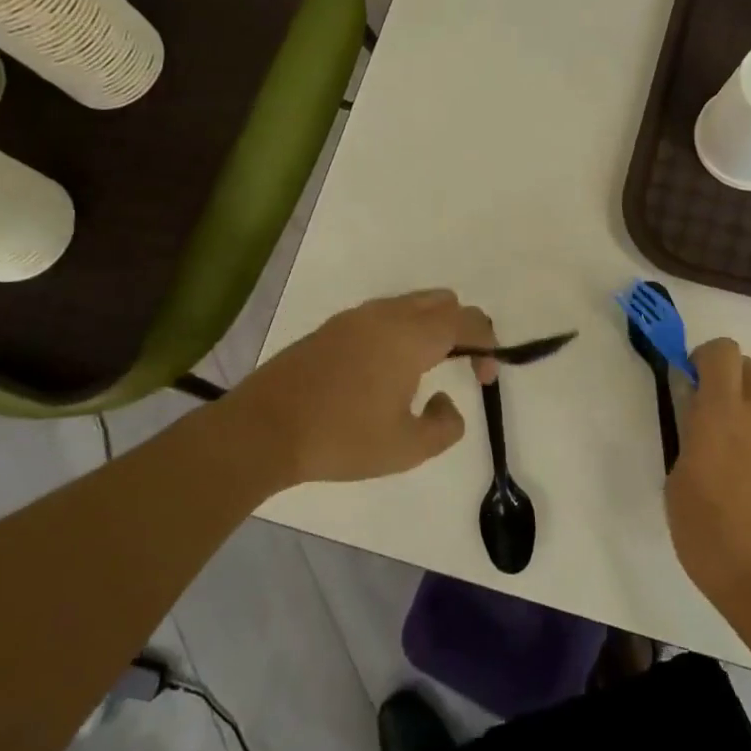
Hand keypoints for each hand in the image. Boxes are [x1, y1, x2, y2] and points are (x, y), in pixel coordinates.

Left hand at [227, 289, 496, 489]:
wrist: (263, 430)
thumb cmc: (342, 438)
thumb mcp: (408, 448)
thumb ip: (446, 426)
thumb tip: (446, 402)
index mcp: (412, 337)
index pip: (467, 321)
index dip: (488, 344)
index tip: (486, 377)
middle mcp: (387, 315)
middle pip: (442, 301)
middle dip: (462, 329)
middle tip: (461, 367)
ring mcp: (356, 317)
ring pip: (410, 304)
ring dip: (430, 327)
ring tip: (424, 370)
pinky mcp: (332, 327)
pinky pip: (383, 314)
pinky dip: (401, 330)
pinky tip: (385, 371)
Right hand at [667, 338, 750, 621]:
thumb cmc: (714, 538)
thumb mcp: (678, 487)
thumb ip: (687, 440)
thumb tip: (695, 420)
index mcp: (722, 414)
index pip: (722, 351)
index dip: (701, 357)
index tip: (686, 383)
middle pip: (747, 367)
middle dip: (723, 377)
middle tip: (703, 414)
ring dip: (742, 411)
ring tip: (723, 459)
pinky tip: (746, 484)